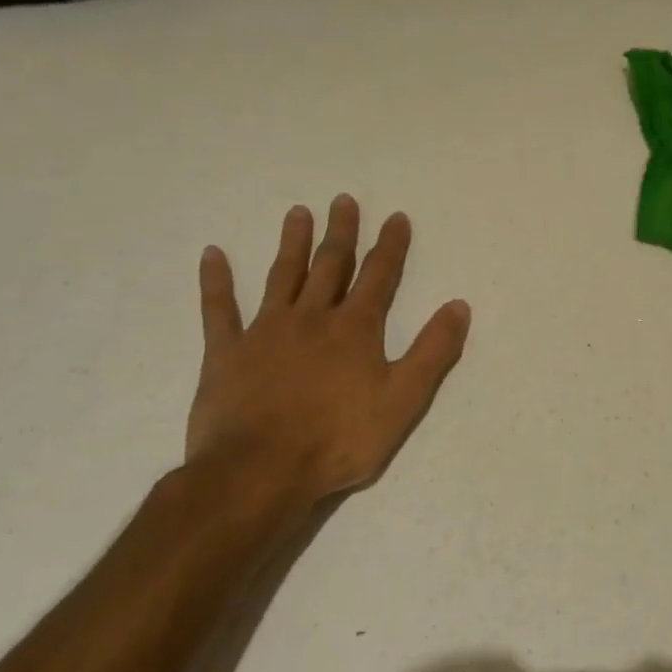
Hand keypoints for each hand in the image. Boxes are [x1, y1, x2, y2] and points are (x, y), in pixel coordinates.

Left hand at [186, 195, 470, 513]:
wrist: (260, 471)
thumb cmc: (339, 439)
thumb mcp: (404, 400)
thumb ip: (433, 351)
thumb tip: (459, 305)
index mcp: (355, 329)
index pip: (379, 276)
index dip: (390, 245)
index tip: (396, 216)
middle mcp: (312, 318)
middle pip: (330, 265)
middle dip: (341, 232)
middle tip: (343, 200)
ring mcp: (265, 331)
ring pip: (282, 276)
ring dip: (292, 243)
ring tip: (298, 212)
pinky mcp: (226, 352)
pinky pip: (218, 309)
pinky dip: (215, 281)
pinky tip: (212, 254)